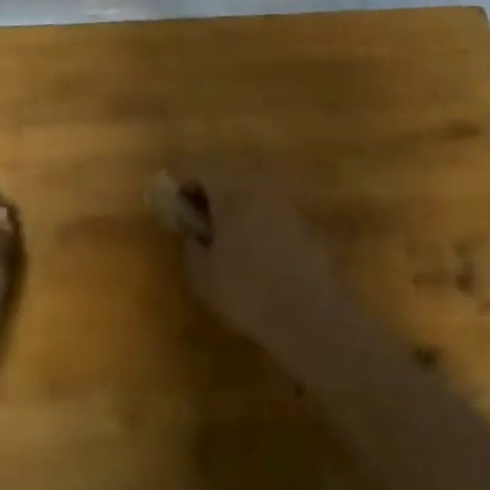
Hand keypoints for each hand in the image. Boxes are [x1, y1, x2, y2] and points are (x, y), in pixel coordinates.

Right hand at [172, 168, 363, 369]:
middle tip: (202, 220)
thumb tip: (193, 234)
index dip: (187, 186)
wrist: (309, 317)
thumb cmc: (247, 293)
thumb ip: (191, 247)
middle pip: (232, 178)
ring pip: (256, 194)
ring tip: (229, 237)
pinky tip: (259, 252)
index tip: (179, 208)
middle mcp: (262, 191)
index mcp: (233, 196)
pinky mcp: (308, 226)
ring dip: (239, 207)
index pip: (204, 173)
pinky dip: (261, 221)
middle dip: (214, 194)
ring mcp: (289, 206)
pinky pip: (275, 212)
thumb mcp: (203, 276)